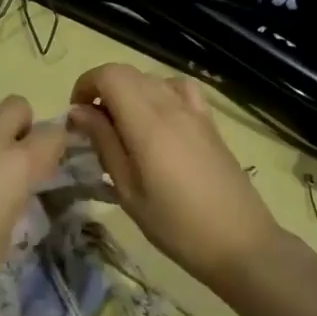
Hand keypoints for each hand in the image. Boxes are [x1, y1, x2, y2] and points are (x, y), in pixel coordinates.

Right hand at [68, 64, 279, 289]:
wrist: (240, 242)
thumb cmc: (175, 225)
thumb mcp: (128, 190)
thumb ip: (104, 143)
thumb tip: (78, 112)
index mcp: (147, 122)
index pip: (109, 75)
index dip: (86, 84)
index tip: (76, 115)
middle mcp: (170, 105)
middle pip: (128, 73)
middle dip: (103, 89)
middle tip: (94, 126)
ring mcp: (194, 110)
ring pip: (152, 78)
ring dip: (129, 91)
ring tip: (124, 124)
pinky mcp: (209, 120)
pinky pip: (179, 88)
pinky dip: (160, 91)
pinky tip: (159, 118)